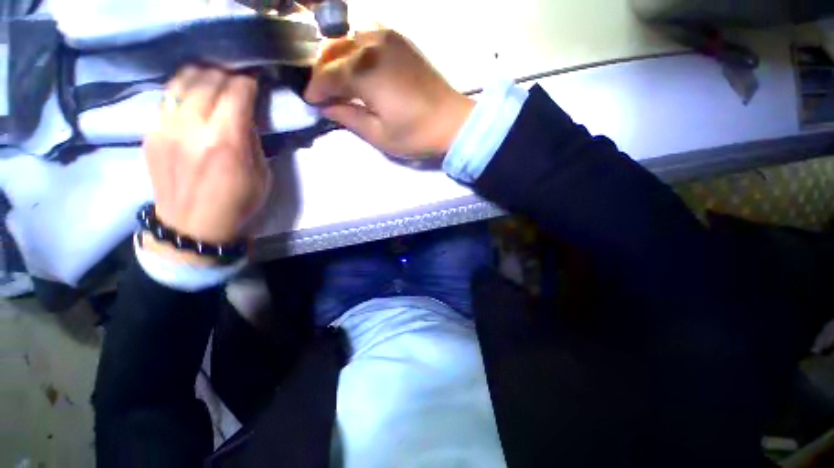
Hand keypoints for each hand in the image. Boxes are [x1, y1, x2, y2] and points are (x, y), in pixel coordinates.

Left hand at [143, 66, 268, 261]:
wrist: (193, 226)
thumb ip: (253, 140)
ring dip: (203, 74)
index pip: (237, 90)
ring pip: (183, 80)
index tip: (258, 81)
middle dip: (228, 73)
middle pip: (209, 78)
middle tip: (239, 79)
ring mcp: (165, 126)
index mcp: (226, 141)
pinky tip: (195, 96)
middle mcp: (191, 126)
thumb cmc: (238, 203)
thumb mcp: (262, 174)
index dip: (250, 81)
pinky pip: (168, 97)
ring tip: (216, 79)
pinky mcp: (150, 132)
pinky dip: (185, 89)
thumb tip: (248, 115)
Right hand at [304, 29, 473, 157]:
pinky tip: (357, 65)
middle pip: (333, 50)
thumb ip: (349, 117)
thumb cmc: (416, 134)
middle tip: (323, 92)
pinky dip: (355, 48)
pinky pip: (367, 35)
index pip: (327, 75)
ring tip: (337, 78)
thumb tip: (327, 107)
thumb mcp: (379, 135)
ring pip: (348, 38)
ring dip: (336, 56)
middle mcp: (372, 45)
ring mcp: (388, 37)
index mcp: (364, 71)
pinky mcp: (401, 40)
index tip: (311, 101)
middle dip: (322, 71)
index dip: (315, 89)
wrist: (453, 122)